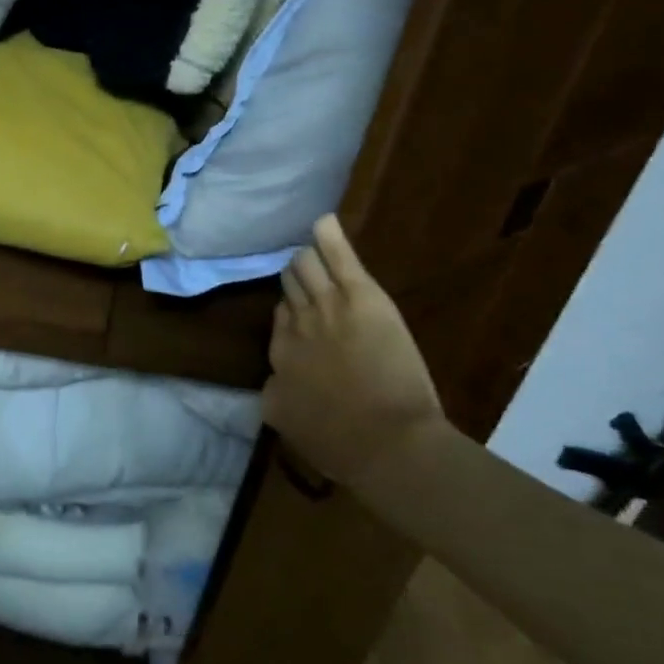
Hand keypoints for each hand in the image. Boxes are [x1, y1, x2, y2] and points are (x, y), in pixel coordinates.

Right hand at [263, 214, 447, 482]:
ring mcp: (327, 304)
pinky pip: (339, 257)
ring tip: (311, 250)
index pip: (280, 317)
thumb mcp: (285, 419)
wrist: (389, 442)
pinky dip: (329, 236)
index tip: (300, 313)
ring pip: (307, 265)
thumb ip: (274, 389)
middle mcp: (296, 322)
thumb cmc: (340, 441)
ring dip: (307, 258)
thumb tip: (273, 375)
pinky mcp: (360, 296)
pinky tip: (323, 220)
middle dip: (296, 280)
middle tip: (307, 279)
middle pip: (290, 286)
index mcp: (280, 352)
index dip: (291, 312)